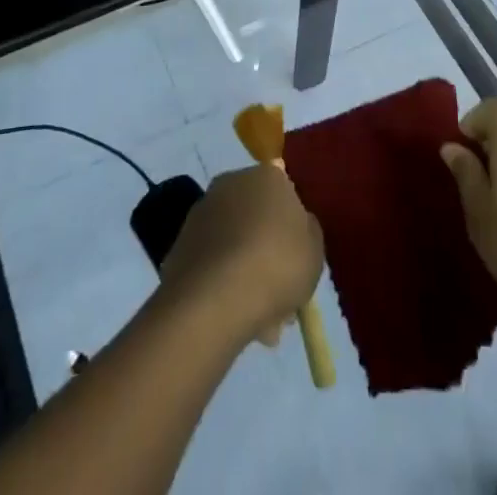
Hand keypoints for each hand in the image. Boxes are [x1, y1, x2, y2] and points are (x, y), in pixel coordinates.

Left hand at [158, 166, 322, 348]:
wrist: (215, 297)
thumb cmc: (277, 264)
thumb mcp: (315, 250)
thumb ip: (308, 231)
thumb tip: (298, 224)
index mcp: (267, 175)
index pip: (284, 192)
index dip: (292, 227)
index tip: (297, 259)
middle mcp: (232, 182)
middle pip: (257, 217)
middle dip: (268, 252)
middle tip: (281, 295)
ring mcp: (203, 211)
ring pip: (235, 242)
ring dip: (246, 272)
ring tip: (261, 322)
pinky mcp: (181, 242)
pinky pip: (213, 261)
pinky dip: (223, 283)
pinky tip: (235, 317)